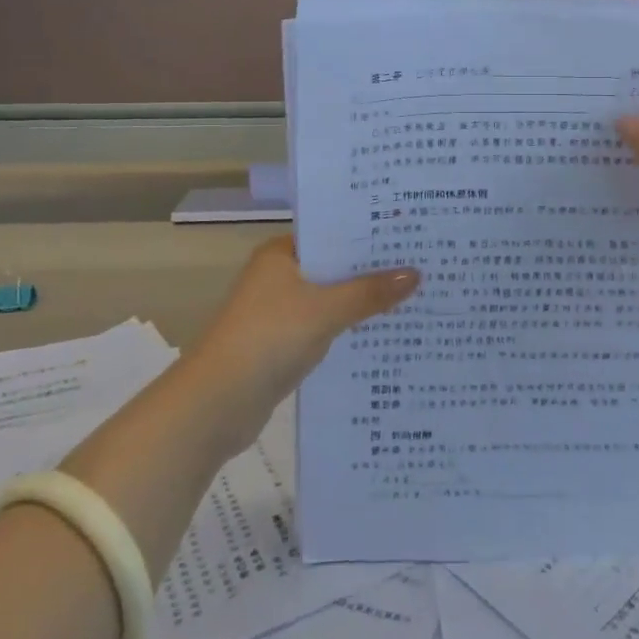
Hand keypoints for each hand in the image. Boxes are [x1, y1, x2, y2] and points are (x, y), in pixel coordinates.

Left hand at [184, 236, 417, 449]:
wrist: (215, 405)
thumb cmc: (268, 339)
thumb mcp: (325, 311)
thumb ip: (369, 293)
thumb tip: (415, 273)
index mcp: (281, 254)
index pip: (333, 233)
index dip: (369, 235)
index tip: (410, 234)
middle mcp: (279, 276)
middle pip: (335, 267)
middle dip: (373, 271)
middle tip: (424, 264)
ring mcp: (279, 312)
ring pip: (332, 299)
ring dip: (363, 302)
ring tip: (415, 296)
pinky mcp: (282, 345)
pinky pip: (325, 327)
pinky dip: (349, 329)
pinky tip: (384, 332)